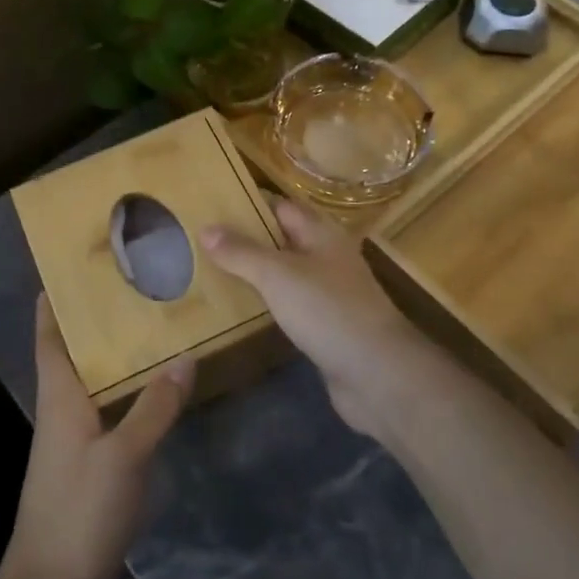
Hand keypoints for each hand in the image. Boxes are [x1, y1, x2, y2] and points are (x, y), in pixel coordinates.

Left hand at [0, 296, 192, 578]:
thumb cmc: (78, 511)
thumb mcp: (123, 456)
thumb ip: (154, 407)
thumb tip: (184, 356)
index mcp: (59, 395)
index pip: (49, 334)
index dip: (55, 299)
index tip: (75, 265)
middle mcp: (62, 408)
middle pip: (74, 350)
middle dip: (97, 318)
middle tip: (135, 284)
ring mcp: (73, 437)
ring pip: (93, 379)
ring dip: (115, 353)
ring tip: (153, 324)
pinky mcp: (87, 462)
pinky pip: (107, 408)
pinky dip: (127, 389)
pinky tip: (156, 389)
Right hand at [200, 197, 442, 439]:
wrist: (379, 375)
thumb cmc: (328, 310)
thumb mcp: (278, 275)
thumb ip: (242, 252)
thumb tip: (206, 228)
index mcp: (321, 233)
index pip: (279, 206)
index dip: (248, 203)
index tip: (211, 204)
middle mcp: (326, 257)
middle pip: (281, 239)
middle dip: (245, 239)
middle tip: (200, 240)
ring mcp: (328, 293)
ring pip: (283, 273)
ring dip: (253, 273)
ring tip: (209, 271)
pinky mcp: (325, 326)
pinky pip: (288, 305)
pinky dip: (265, 303)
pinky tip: (239, 308)